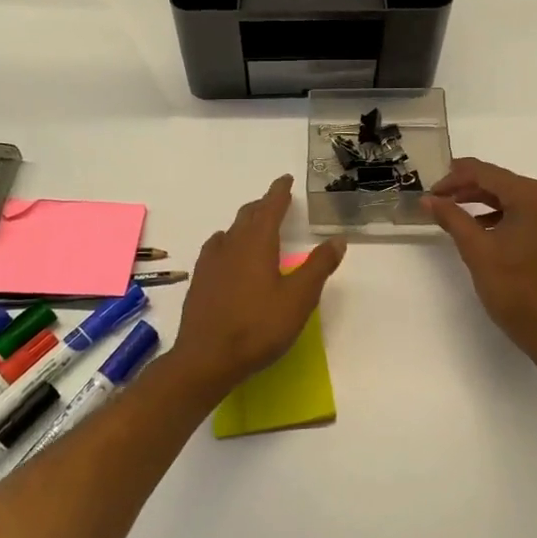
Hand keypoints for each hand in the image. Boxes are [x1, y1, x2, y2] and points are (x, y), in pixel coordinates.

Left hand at [170, 176, 344, 399]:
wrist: (206, 358)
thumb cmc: (258, 326)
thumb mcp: (299, 298)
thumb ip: (318, 267)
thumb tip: (337, 239)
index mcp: (256, 243)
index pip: (270, 207)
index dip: (279, 192)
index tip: (286, 179)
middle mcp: (230, 245)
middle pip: (247, 216)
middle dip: (263, 205)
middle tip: (276, 201)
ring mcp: (210, 263)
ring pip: (230, 232)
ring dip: (245, 224)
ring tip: (255, 227)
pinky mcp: (200, 281)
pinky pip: (217, 249)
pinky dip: (229, 242)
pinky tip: (230, 256)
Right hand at [424, 159, 536, 369]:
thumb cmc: (517, 292)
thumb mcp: (478, 252)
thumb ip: (452, 218)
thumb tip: (428, 199)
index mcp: (535, 196)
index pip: (487, 173)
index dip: (454, 178)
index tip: (430, 191)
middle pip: (503, 183)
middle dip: (468, 189)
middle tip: (438, 200)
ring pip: (516, 198)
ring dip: (485, 203)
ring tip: (455, 213)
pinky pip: (530, 213)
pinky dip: (505, 216)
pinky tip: (485, 228)